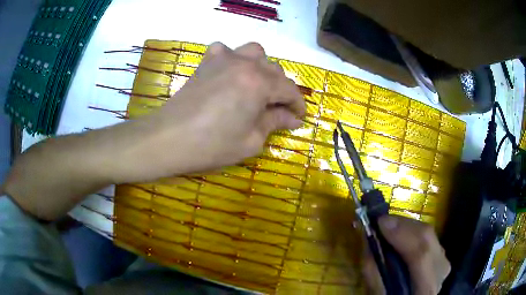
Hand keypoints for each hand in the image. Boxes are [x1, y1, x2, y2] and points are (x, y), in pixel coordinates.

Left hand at [117, 42, 305, 181]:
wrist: (168, 138)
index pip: (289, 89)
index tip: (299, 118)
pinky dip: (234, 59)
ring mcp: (223, 59)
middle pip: (274, 69)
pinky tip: (231, 74)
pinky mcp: (206, 62)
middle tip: (277, 110)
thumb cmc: (211, 145)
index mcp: (259, 83)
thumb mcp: (251, 140)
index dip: (298, 105)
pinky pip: (226, 50)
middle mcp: (244, 64)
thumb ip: (274, 123)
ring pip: (254, 53)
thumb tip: (292, 118)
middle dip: (281, 90)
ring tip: (257, 87)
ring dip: (262, 68)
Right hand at [363, 216, 450, 294]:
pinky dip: (412, 231)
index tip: (380, 223)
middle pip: (427, 237)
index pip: (421, 254)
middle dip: (403, 224)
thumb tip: (369, 242)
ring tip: (387, 227)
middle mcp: (441, 269)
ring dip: (407, 226)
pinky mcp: (441, 254)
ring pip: (428, 233)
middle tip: (380, 221)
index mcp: (427, 287)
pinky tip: (400, 233)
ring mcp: (443, 260)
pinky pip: (427, 236)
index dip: (402, 234)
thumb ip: (374, 274)